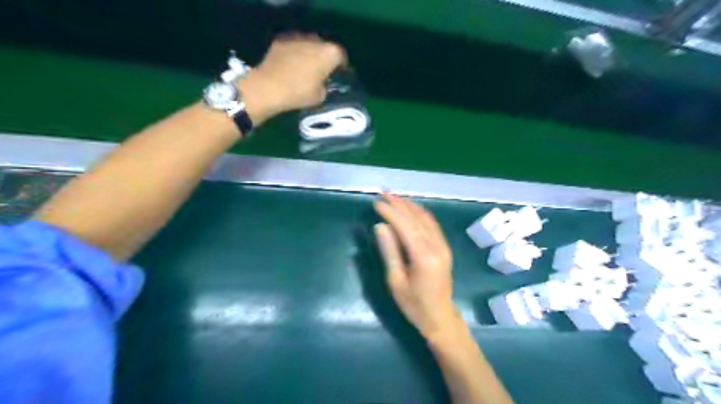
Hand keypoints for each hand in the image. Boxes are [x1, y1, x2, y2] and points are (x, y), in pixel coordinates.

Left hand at [240, 35, 347, 124]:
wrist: (269, 87)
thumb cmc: (299, 93)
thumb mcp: (320, 96)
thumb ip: (325, 86)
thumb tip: (322, 83)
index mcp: (330, 54)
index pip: (341, 56)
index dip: (341, 66)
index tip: (338, 74)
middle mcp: (315, 41)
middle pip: (325, 47)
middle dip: (325, 57)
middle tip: (322, 71)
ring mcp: (297, 38)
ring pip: (308, 44)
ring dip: (309, 53)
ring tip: (306, 67)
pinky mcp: (281, 40)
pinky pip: (293, 46)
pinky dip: (295, 53)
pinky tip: (291, 65)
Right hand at [371, 192, 460, 343]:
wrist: (440, 317)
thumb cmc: (414, 304)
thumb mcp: (395, 281)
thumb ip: (389, 251)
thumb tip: (380, 226)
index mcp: (423, 256)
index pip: (405, 226)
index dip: (390, 212)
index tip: (376, 202)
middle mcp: (436, 246)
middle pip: (416, 218)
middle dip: (399, 203)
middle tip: (384, 193)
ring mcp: (443, 246)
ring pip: (426, 219)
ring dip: (410, 206)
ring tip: (395, 197)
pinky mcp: (445, 248)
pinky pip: (432, 224)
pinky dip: (420, 213)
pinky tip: (411, 209)